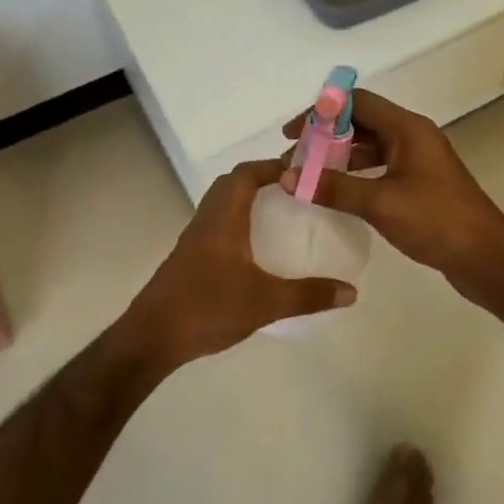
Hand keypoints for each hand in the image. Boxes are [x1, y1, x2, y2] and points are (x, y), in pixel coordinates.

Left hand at [124, 158, 356, 372]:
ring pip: (221, 204)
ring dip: (247, 200)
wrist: (152, 338)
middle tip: (294, 190)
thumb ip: (309, 295)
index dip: (272, 166)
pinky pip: (216, 224)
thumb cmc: (208, 308)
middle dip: (262, 179)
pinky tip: (255, 248)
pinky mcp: (189, 258)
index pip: (246, 174)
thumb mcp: (265, 303)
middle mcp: (206, 220)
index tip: (302, 171)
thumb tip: (352, 291)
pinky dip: (237, 222)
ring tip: (280, 214)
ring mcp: (194, 239)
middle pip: (232, 184)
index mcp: (223, 218)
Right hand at [281, 90, 503, 301]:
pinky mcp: (419, 185)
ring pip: (370, 147)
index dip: (322, 112)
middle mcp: (413, 137)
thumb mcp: (380, 202)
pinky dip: (355, 175)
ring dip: (338, 157)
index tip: (293, 133)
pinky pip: (379, 169)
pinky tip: (335, 192)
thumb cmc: (435, 221)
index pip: (358, 102)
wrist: (485, 257)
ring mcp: (417, 162)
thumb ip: (333, 187)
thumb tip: (288, 178)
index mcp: (408, 129)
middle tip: (293, 158)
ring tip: (306, 176)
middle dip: (326, 137)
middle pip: (362, 123)